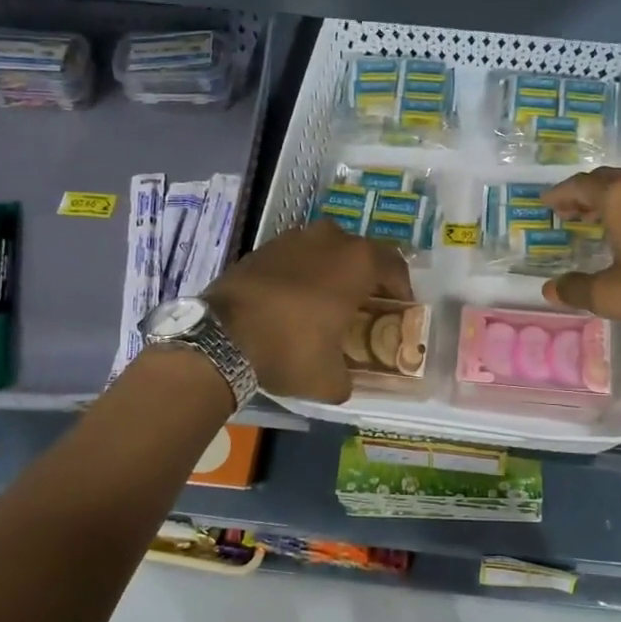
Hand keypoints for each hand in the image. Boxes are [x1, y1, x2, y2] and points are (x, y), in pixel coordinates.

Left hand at [206, 221, 411, 402]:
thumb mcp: (329, 380)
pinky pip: (295, 256)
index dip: (400, 287)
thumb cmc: (289, 350)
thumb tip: (344, 382)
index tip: (398, 307)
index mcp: (357, 262)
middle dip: (366, 276)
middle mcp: (330, 239)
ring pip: (325, 250)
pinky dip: (301, 272)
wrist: (219, 338)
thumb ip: (347, 378)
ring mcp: (293, 238)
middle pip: (360, 252)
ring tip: (326, 300)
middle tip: (363, 304)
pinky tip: (292, 299)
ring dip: (331, 270)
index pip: (394, 264)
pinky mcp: (262, 248)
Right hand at [541, 168, 620, 343]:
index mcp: (620, 196)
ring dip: (608, 197)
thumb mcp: (613, 296)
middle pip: (604, 179)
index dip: (558, 195)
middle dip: (582, 193)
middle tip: (565, 211)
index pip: (578, 185)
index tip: (544, 204)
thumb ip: (577, 289)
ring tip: (593, 218)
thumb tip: (550, 289)